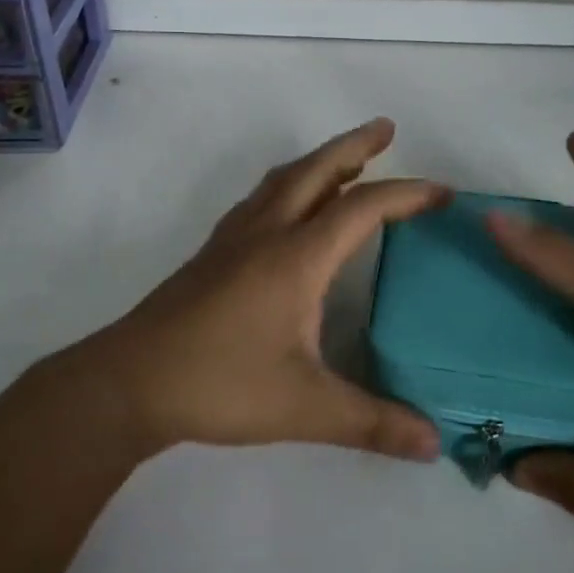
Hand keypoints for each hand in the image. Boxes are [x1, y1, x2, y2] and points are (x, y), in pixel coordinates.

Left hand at [82, 120, 445, 461]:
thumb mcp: (304, 408)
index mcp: (296, 257)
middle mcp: (265, 234)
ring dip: (318, 162)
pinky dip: (287, 185)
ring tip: (345, 162)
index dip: (406, 194)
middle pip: (315, 171)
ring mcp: (233, 239)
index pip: (361, 209)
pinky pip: (260, 199)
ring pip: (282, 180)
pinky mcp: (211, 254)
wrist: (131, 381)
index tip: (442, 193)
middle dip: (354, 146)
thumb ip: (371, 422)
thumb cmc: (220, 385)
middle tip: (385, 128)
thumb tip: (433, 443)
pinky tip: (288, 207)